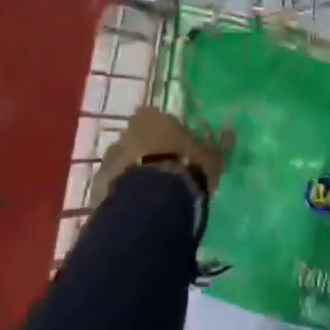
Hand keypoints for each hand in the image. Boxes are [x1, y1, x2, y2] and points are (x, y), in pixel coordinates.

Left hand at [88, 107, 229, 209]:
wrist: (153, 201)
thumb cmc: (186, 167)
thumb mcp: (211, 156)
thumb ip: (218, 143)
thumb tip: (231, 131)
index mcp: (151, 117)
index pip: (156, 119)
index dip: (166, 135)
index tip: (176, 151)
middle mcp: (126, 132)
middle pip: (136, 141)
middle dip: (146, 154)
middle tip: (163, 176)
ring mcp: (109, 159)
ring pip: (122, 165)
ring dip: (132, 176)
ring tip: (150, 199)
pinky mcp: (98, 187)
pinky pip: (112, 189)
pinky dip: (122, 197)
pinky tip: (137, 212)